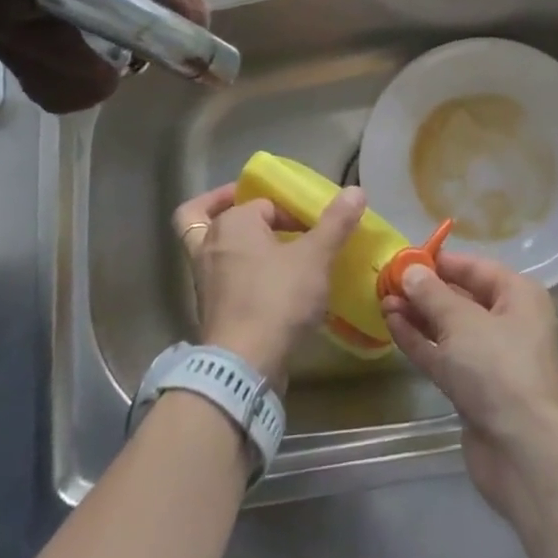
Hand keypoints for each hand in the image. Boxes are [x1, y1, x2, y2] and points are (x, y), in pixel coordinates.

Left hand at [172, 183, 365, 387]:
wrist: (243, 366)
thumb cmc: (277, 298)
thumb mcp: (315, 257)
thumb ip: (335, 223)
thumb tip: (355, 191)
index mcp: (231, 224)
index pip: (261, 202)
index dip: (289, 211)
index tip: (311, 228)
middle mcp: (208, 246)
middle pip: (202, 216)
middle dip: (226, 208)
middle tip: (257, 216)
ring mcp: (203, 280)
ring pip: (206, 248)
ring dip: (229, 243)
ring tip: (263, 248)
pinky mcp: (208, 311)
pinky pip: (216, 278)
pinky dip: (232, 273)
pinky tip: (263, 284)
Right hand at [381, 252, 557, 513]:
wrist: (522, 451)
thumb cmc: (497, 368)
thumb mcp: (461, 321)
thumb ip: (431, 294)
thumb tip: (410, 271)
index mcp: (520, 296)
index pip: (476, 268)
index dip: (440, 262)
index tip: (405, 257)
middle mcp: (510, 322)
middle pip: (462, 298)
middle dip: (425, 291)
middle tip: (386, 281)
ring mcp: (493, 359)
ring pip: (450, 329)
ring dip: (418, 316)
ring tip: (382, 301)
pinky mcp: (476, 389)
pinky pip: (445, 356)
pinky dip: (421, 342)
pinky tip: (392, 326)